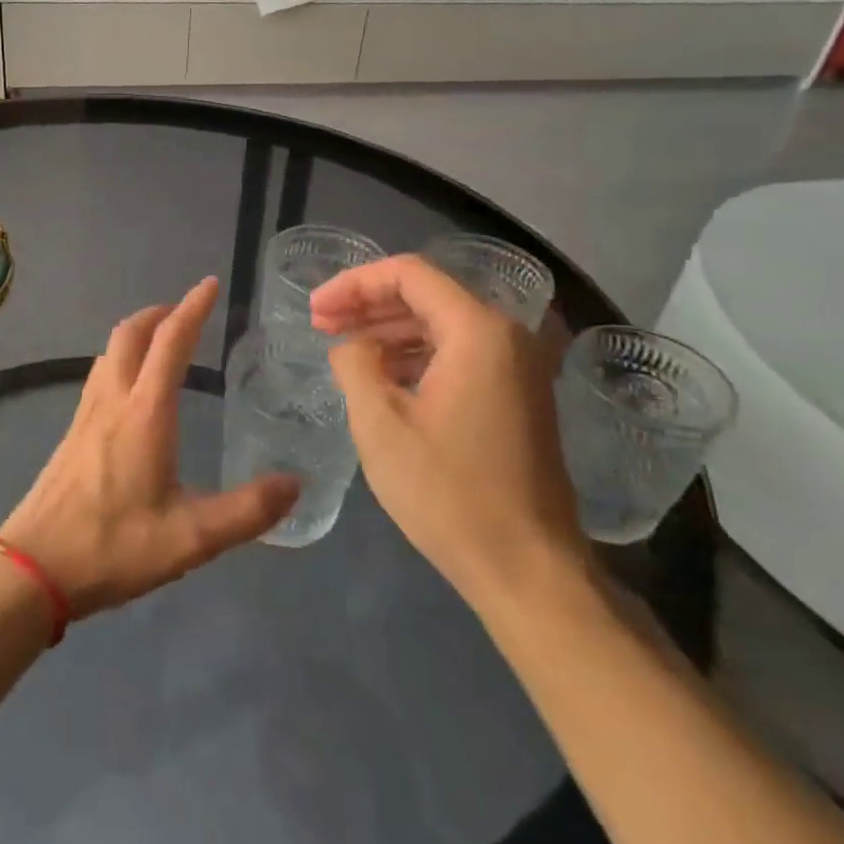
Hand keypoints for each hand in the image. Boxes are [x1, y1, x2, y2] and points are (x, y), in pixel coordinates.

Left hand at [0, 277, 299, 619]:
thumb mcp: (192, 538)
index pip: (171, 342)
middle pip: (130, 334)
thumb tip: (295, 484)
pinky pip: (98, 377)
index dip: (193, 308)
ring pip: (108, 353)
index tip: (210, 284)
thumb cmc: (113, 547)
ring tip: (161, 342)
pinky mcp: (71, 434)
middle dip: (159, 313)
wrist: (33, 569)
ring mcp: (85, 416)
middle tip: (186, 311)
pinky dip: (120, 361)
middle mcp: (112, 401)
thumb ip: (247, 511)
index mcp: (145, 413)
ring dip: (136, 334)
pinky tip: (129, 391)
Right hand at [311, 254, 586, 608]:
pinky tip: (383, 378)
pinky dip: (417, 356)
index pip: (408, 274)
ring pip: (442, 325)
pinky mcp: (519, 396)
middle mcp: (507, 336)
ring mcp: (519, 367)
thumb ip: (355, 365)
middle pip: (427, 295)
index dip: (354, 283)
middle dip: (368, 305)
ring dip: (390, 331)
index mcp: (477, 331)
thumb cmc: (448, 493)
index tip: (315, 309)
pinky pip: (460, 355)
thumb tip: (352, 346)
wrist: (528, 570)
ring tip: (343, 349)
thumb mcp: (381, 424)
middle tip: (321, 325)